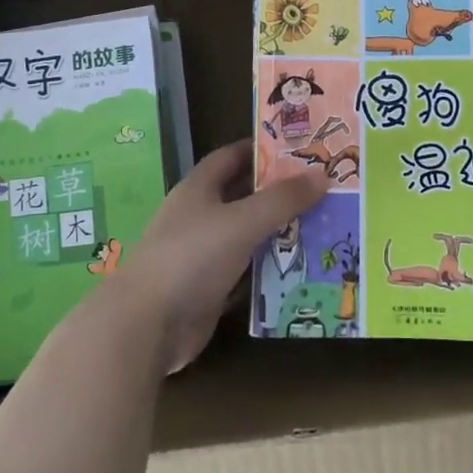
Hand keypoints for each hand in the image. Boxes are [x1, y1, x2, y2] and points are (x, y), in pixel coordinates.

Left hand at [117, 142, 326, 372]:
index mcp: (199, 189)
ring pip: (248, 235)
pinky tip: (303, 268)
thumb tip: (323, 174)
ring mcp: (203, 254)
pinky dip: (270, 269)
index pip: (231, 156)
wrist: (148, 324)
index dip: (261, 149)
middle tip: (323, 188)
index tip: (299, 148)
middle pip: (243, 196)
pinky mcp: (209, 288)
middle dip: (279, 192)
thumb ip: (282, 200)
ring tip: (324, 225)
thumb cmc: (192, 257)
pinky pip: (246, 272)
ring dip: (279, 232)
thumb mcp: (242, 221)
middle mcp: (199, 216)